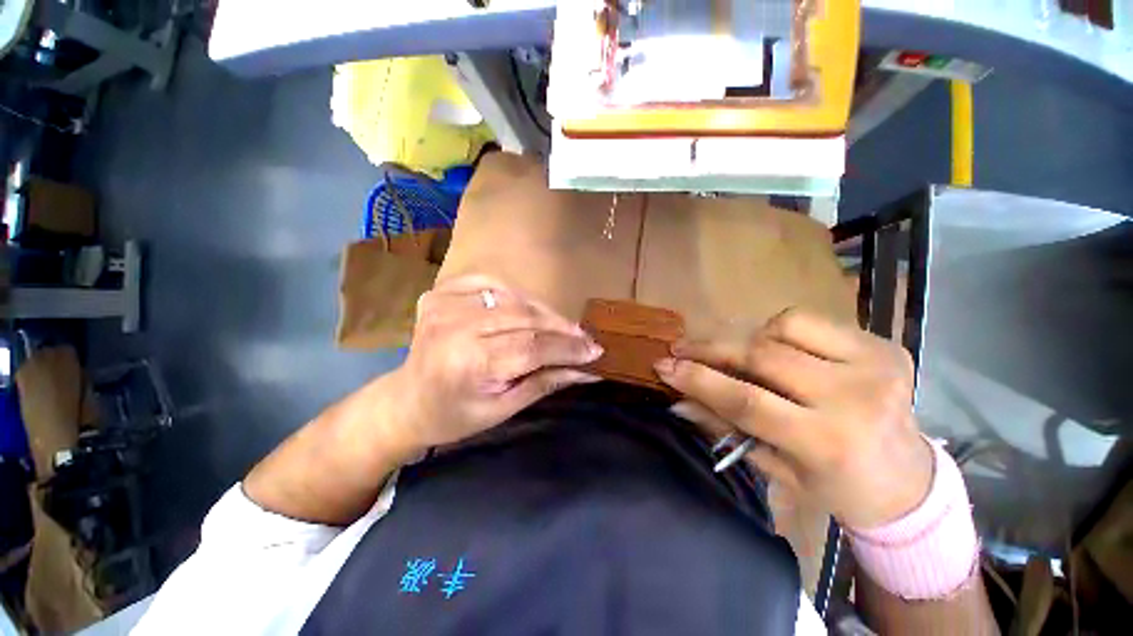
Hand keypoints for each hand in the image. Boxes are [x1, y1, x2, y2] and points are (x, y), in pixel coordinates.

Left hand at [388, 274, 602, 451]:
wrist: (408, 400)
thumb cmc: (455, 415)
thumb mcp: (504, 408)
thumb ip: (546, 382)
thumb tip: (588, 370)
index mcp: (468, 362)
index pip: (532, 347)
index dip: (567, 348)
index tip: (595, 351)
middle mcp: (455, 325)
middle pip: (525, 318)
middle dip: (561, 329)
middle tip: (585, 339)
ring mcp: (445, 303)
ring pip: (514, 299)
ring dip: (544, 312)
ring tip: (564, 327)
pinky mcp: (443, 291)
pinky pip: (493, 284)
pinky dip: (517, 295)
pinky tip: (529, 309)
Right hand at [655, 308, 932, 529]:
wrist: (909, 482)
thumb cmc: (836, 486)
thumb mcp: (776, 467)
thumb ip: (725, 428)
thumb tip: (679, 400)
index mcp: (829, 443)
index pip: (747, 400)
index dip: (699, 379)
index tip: (664, 366)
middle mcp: (856, 397)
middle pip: (762, 355)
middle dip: (711, 348)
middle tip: (680, 347)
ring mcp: (875, 364)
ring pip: (784, 326)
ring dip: (745, 337)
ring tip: (729, 352)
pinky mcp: (882, 345)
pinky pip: (809, 321)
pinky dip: (777, 329)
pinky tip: (771, 346)